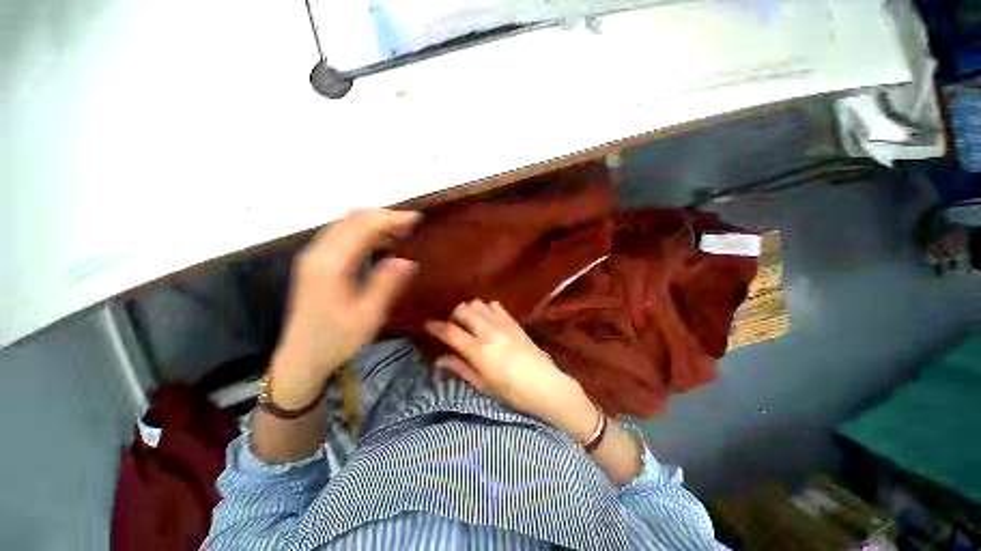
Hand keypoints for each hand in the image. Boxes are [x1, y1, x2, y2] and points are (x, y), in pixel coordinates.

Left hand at [269, 209, 419, 407]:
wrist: (301, 357)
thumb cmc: (337, 340)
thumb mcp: (368, 316)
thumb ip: (386, 284)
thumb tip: (407, 260)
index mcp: (332, 265)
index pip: (364, 227)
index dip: (392, 218)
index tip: (417, 219)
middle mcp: (318, 253)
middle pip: (352, 218)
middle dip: (384, 215)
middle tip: (411, 224)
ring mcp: (313, 256)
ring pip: (345, 223)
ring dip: (373, 221)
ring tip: (400, 230)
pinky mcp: (314, 262)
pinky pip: (340, 234)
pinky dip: (362, 230)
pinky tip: (379, 243)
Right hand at [425, 300, 598, 440]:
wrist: (547, 386)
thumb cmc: (513, 393)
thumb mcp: (483, 386)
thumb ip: (460, 369)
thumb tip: (439, 360)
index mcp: (479, 352)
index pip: (451, 332)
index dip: (436, 326)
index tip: (428, 324)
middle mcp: (489, 332)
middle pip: (463, 310)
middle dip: (453, 315)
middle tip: (453, 327)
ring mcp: (503, 325)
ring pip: (478, 304)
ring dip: (469, 310)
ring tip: (470, 322)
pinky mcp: (514, 322)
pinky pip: (496, 306)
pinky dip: (486, 308)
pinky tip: (487, 319)